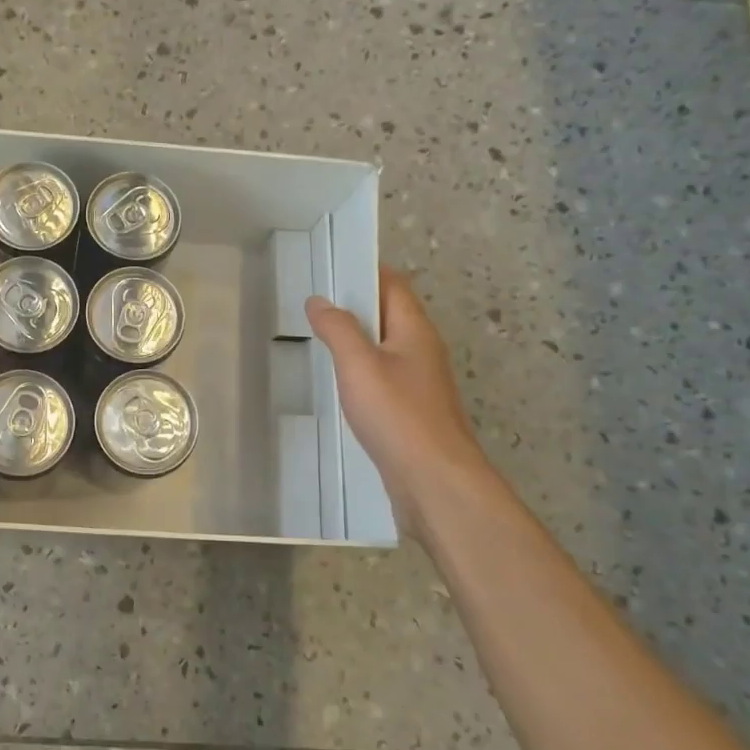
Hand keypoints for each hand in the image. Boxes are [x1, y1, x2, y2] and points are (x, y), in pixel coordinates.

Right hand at [306, 267, 491, 532]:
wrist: (435, 482)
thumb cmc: (398, 415)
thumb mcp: (359, 364)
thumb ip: (337, 329)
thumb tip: (319, 300)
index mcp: (415, 330)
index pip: (393, 284)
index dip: (364, 271)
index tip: (330, 267)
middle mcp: (422, 350)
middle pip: (390, 314)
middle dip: (355, 306)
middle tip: (314, 304)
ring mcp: (420, 383)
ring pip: (385, 348)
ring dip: (356, 340)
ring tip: (319, 338)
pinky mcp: (412, 412)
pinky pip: (383, 378)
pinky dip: (360, 371)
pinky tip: (339, 384)